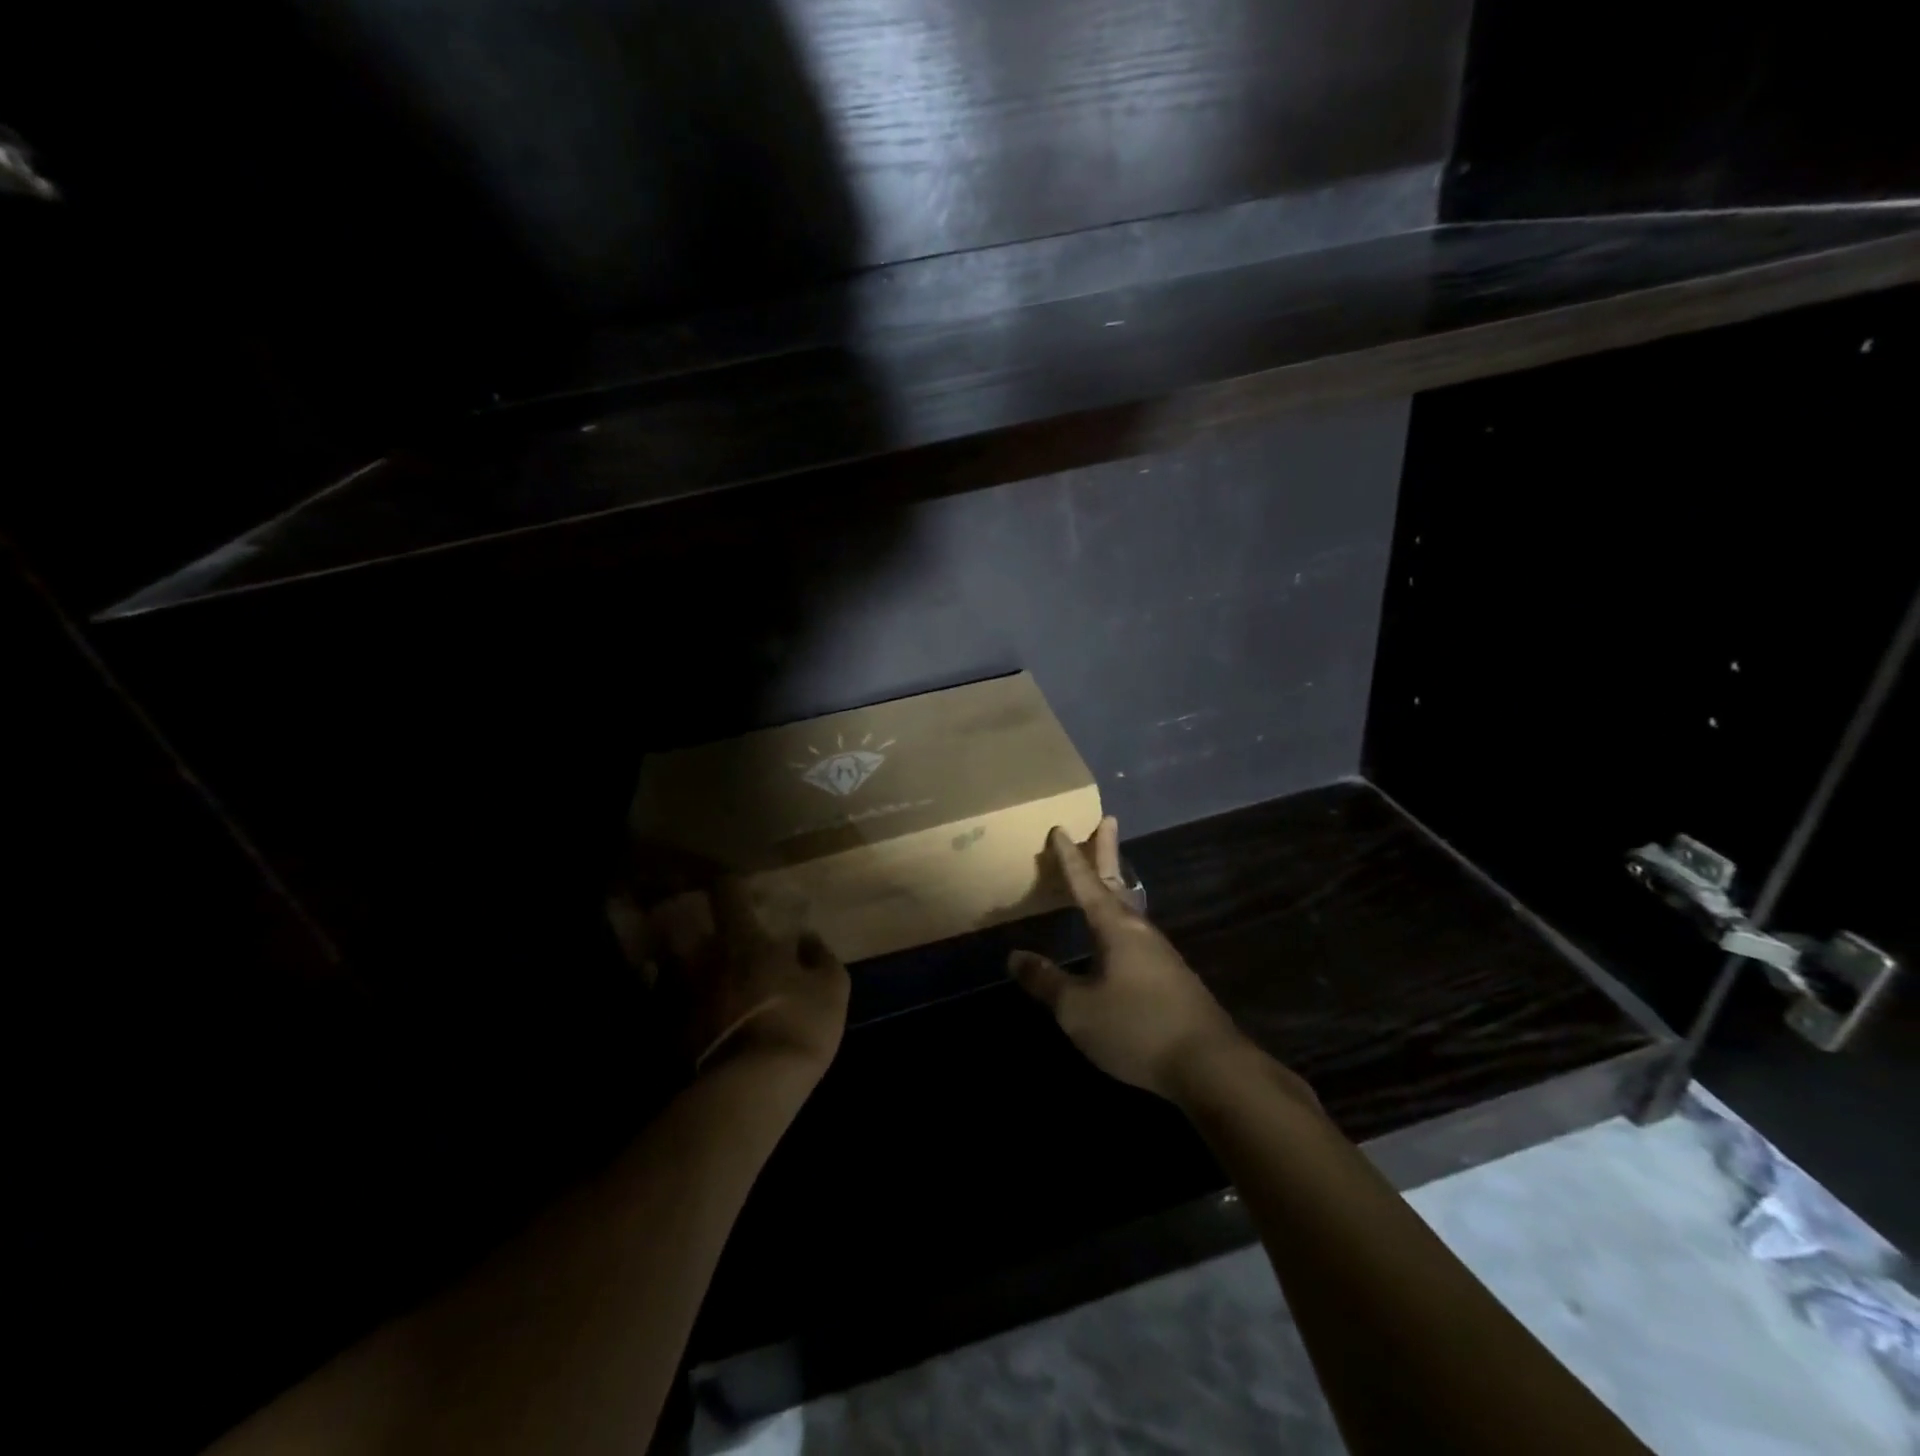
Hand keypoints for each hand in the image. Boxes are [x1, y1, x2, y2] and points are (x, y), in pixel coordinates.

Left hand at [610, 879, 848, 1079]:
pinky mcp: (664, 1032)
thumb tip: (806, 937)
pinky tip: (685, 1014)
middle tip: (700, 929)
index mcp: (744, 939)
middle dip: (686, 922)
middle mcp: (702, 958)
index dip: (731, 884)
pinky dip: (670, 1003)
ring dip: (675, 964)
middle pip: (680, 925)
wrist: (750, 1088)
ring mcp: (678, 994)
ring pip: (666, 966)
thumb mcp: (832, 988)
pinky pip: (662, 1006)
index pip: (728, 891)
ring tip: (690, 973)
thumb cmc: (799, 1024)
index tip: (736, 886)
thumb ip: (820, 956)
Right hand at [1009, 818, 1247, 1101]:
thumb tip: (1015, 957)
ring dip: (1115, 886)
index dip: (1069, 858)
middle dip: (1107, 852)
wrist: (1209, 1066)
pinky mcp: (1171, 978)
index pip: (1086, 883)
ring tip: (1105, 877)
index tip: (1060, 828)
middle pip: (1117, 882)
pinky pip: (1137, 934)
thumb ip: (1045, 982)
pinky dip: (1122, 917)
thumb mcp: (1077, 1010)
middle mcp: (1140, 931)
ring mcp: (1160, 954)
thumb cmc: (1136, 1029)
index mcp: (1116, 928)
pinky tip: (1118, 937)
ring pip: (1130, 908)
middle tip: (1107, 821)